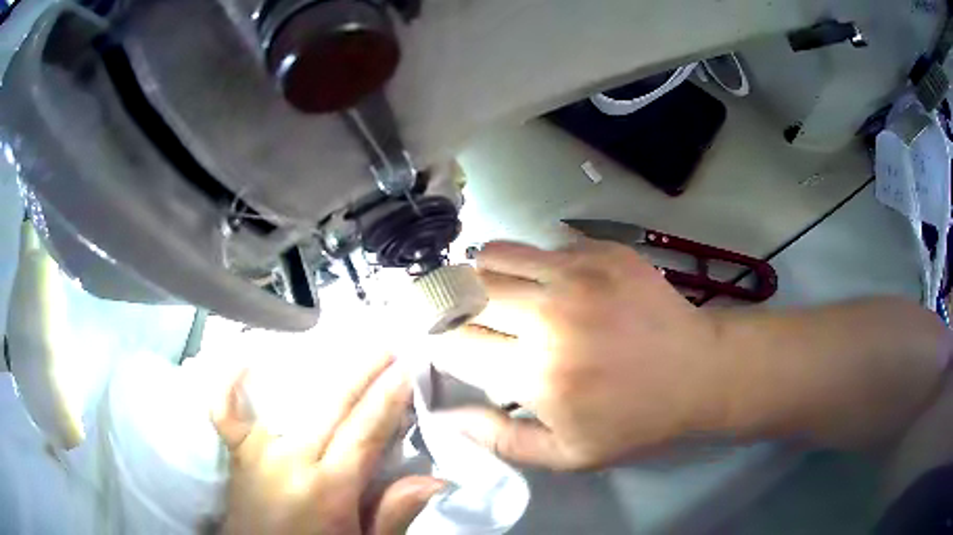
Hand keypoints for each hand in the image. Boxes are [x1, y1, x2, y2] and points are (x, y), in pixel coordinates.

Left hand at [213, 356, 444, 534]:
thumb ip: (392, 514)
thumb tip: (435, 480)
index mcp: (328, 488)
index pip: (365, 431)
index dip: (389, 397)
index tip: (407, 367)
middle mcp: (291, 460)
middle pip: (332, 406)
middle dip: (363, 372)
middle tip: (386, 345)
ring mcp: (258, 451)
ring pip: (287, 400)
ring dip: (316, 371)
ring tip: (340, 348)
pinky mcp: (236, 452)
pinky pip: (225, 411)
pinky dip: (229, 384)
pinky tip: (242, 359)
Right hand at [428, 239, 729, 469]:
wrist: (698, 371)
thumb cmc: (633, 420)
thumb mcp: (566, 453)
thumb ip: (499, 439)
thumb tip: (446, 415)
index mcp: (536, 374)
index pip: (453, 343)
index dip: (436, 341)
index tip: (440, 344)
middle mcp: (549, 316)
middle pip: (464, 290)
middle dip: (450, 303)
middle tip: (463, 317)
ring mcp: (578, 274)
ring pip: (494, 254)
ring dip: (484, 275)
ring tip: (500, 295)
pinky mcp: (602, 251)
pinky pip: (540, 246)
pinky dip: (531, 265)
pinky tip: (552, 285)